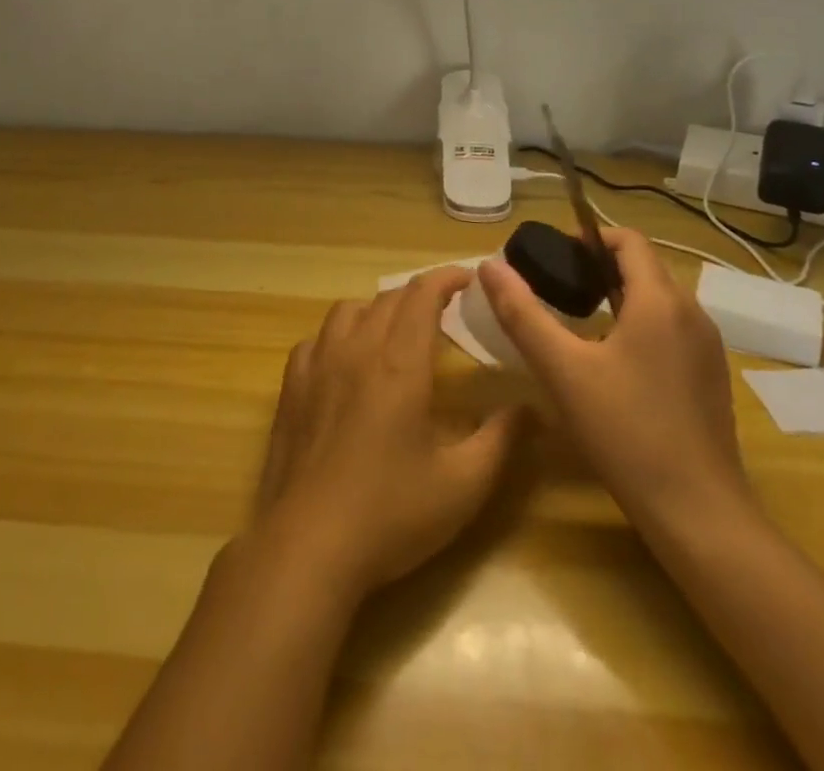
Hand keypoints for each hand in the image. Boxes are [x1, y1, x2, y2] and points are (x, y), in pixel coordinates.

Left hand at [248, 268, 528, 601]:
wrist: (307, 545)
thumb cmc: (391, 514)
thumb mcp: (462, 485)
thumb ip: (501, 440)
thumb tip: (533, 408)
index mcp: (399, 363)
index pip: (422, 295)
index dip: (446, 278)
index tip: (468, 279)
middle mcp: (356, 350)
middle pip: (387, 298)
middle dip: (418, 295)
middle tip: (442, 312)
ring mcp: (317, 365)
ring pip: (347, 310)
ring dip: (377, 309)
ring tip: (394, 332)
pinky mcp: (291, 387)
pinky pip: (316, 340)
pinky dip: (338, 336)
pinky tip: (346, 362)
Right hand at [477, 228, 752, 537]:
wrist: (700, 515)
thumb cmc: (626, 433)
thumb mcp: (562, 370)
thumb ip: (522, 313)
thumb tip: (489, 265)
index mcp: (660, 300)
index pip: (628, 240)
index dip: (588, 238)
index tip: (554, 258)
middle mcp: (693, 313)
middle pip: (643, 267)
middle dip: (598, 268)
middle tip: (556, 291)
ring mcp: (708, 348)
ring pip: (659, 300)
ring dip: (619, 297)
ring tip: (578, 324)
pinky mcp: (712, 378)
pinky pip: (672, 330)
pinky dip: (640, 326)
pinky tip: (613, 365)